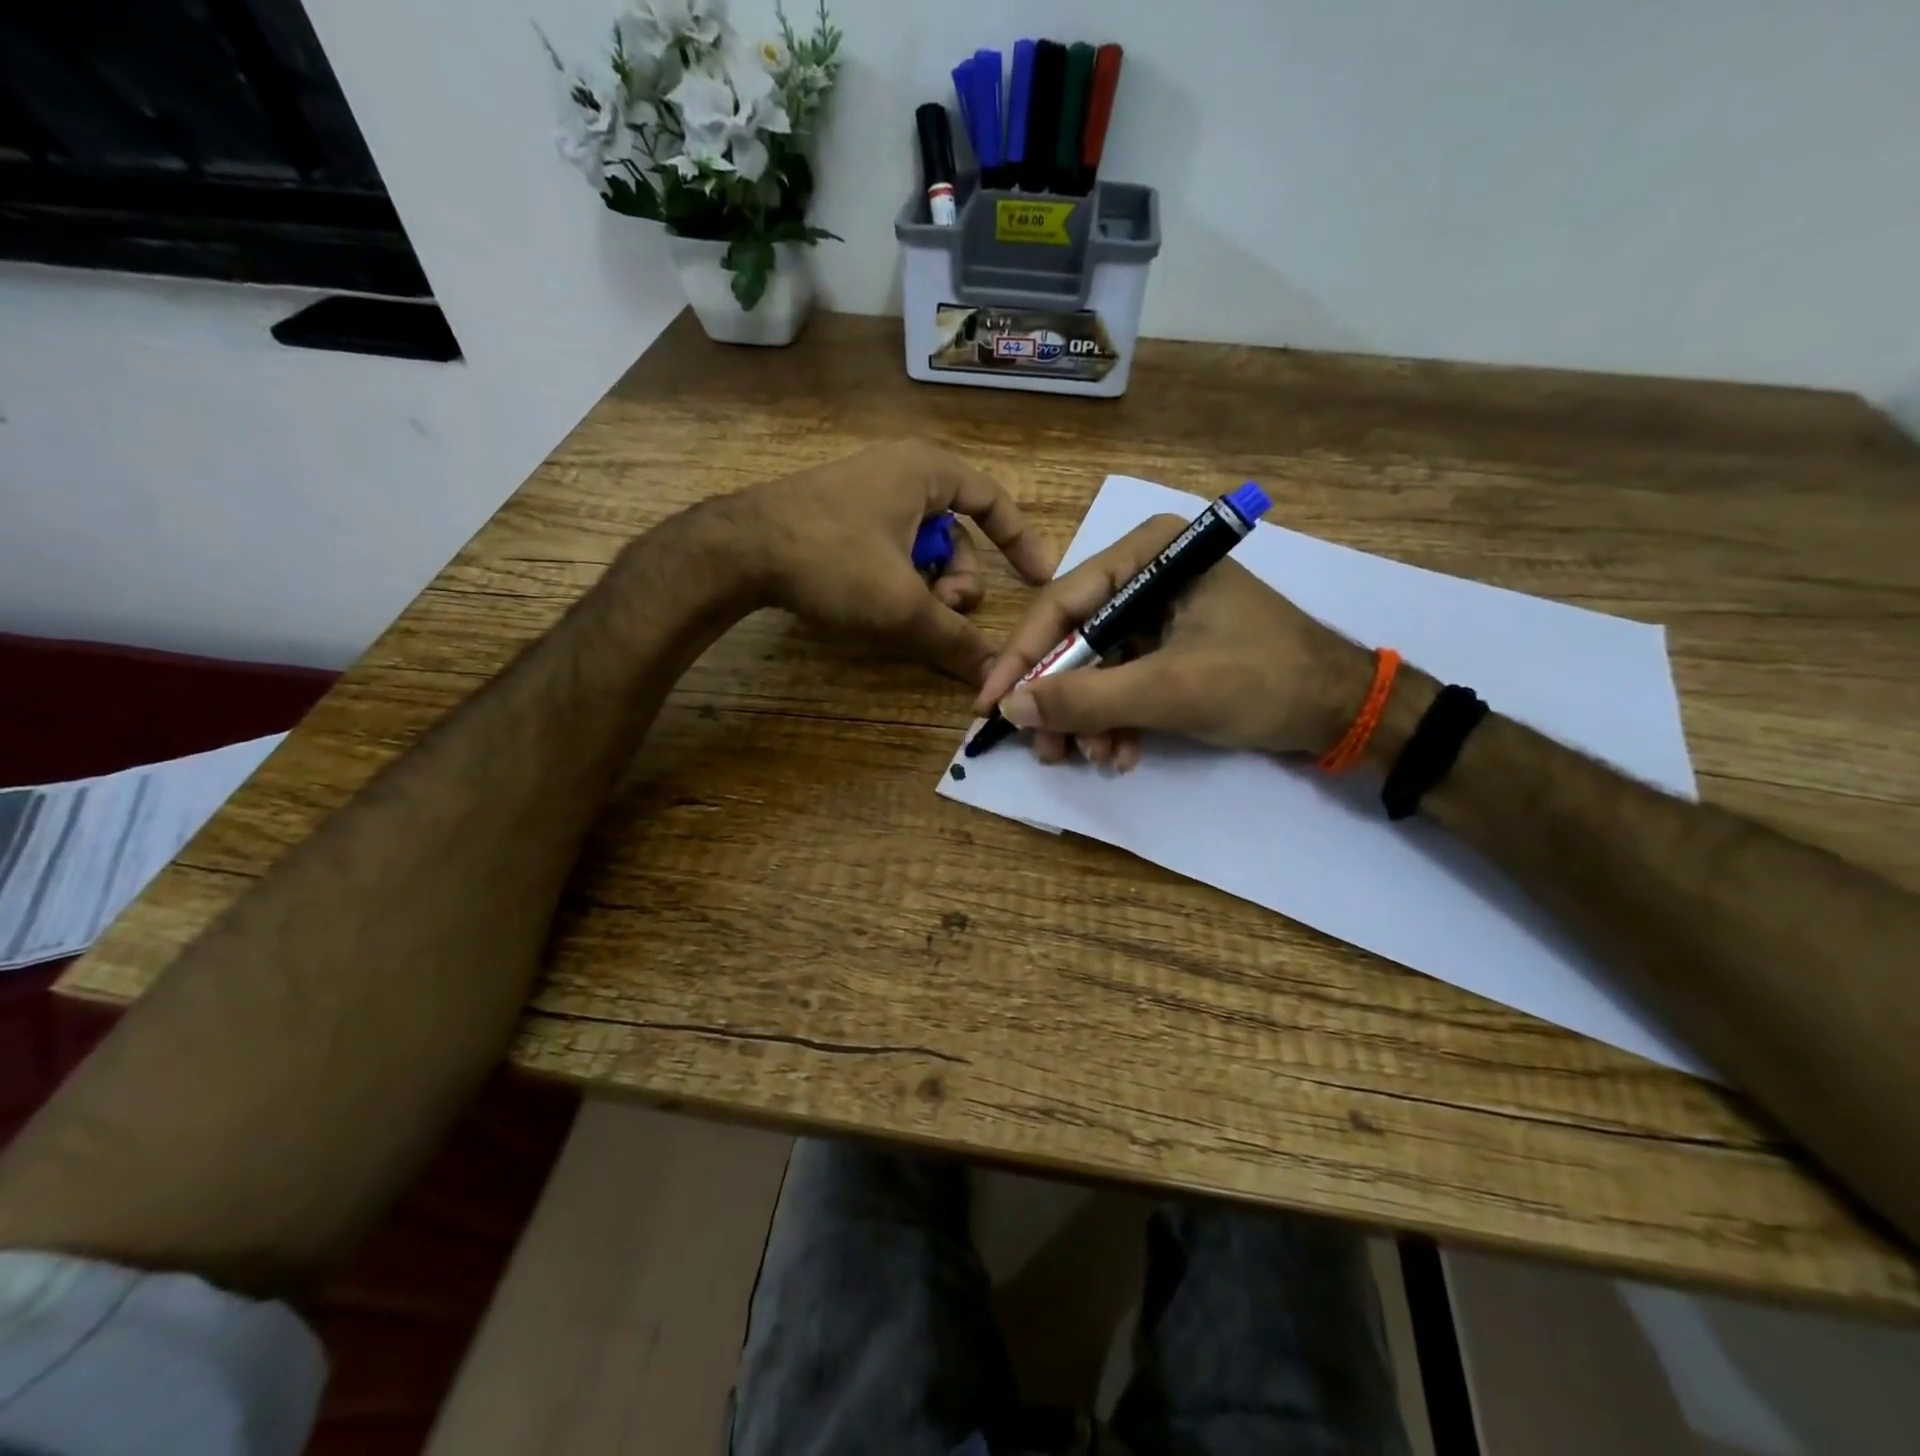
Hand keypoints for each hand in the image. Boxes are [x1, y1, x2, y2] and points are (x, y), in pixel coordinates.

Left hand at [726, 440, 1056, 683]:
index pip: (993, 500)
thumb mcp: (901, 604)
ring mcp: (866, 490)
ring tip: (907, 613)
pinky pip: (890, 546)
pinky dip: (897, 576)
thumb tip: (993, 676)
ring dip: (926, 584)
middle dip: (957, 578)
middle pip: (955, 533)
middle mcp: (900, 470)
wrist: (737, 550)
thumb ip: (953, 639)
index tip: (1039, 578)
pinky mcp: (839, 513)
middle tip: (945, 610)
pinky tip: (878, 603)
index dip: (1021, 540)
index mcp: (926, 470)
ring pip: (921, 546)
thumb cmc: (832, 560)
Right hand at [973, 514, 1373, 769]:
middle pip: (1076, 638)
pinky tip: (1122, 754)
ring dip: (1090, 719)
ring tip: (1095, 760)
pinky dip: (1117, 720)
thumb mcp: (1167, 690)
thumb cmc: (1261, 681)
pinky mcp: (1171, 645)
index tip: (989, 704)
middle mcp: (1148, 572)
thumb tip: (1009, 706)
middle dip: (1062, 701)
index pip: (1062, 602)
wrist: (1344, 711)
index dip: (1022, 658)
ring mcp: (1160, 610)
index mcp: (1150, 553)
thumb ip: (1085, 698)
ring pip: (1097, 666)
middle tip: (1047, 750)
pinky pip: (1124, 680)